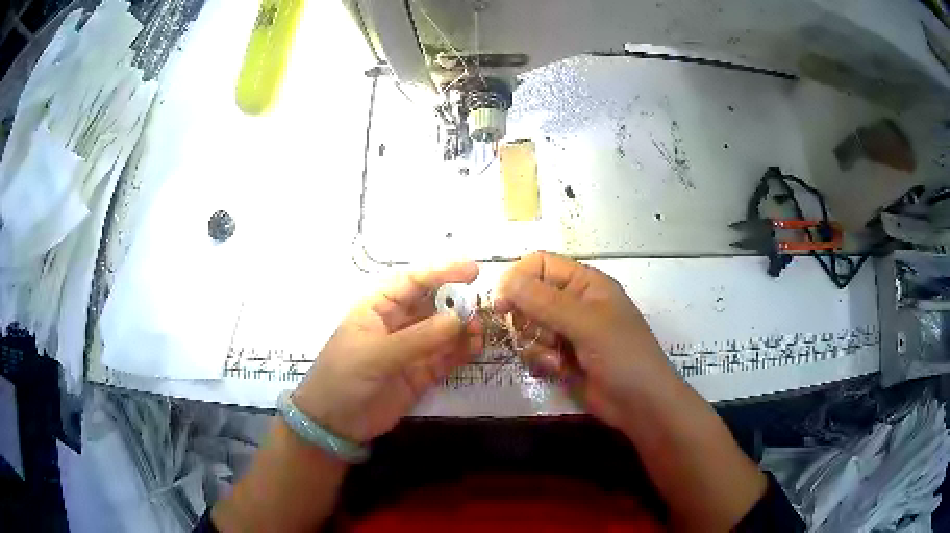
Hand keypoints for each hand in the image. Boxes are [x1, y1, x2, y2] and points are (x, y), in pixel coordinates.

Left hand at [292, 262, 482, 443]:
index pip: (412, 282)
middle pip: (431, 305)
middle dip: (457, 302)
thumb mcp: (376, 355)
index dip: (441, 273)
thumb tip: (458, 320)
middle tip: (484, 304)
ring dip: (462, 328)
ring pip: (442, 332)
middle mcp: (396, 324)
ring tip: (481, 329)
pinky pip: (445, 358)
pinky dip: (461, 351)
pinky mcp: (419, 374)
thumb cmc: (344, 378)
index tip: (473, 271)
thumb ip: (418, 339)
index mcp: (377, 308)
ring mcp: (410, 350)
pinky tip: (475, 346)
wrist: (334, 424)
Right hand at [495, 251, 677, 430]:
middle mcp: (573, 302)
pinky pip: (534, 350)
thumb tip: (505, 280)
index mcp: (585, 283)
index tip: (503, 304)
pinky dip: (540, 360)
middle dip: (527, 318)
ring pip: (528, 325)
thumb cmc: (623, 356)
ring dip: (535, 343)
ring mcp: (567, 331)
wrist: (640, 404)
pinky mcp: (561, 357)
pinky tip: (559, 371)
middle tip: (539, 335)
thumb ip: (545, 302)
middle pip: (528, 296)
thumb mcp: (587, 325)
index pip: (539, 264)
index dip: (518, 279)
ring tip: (556, 358)